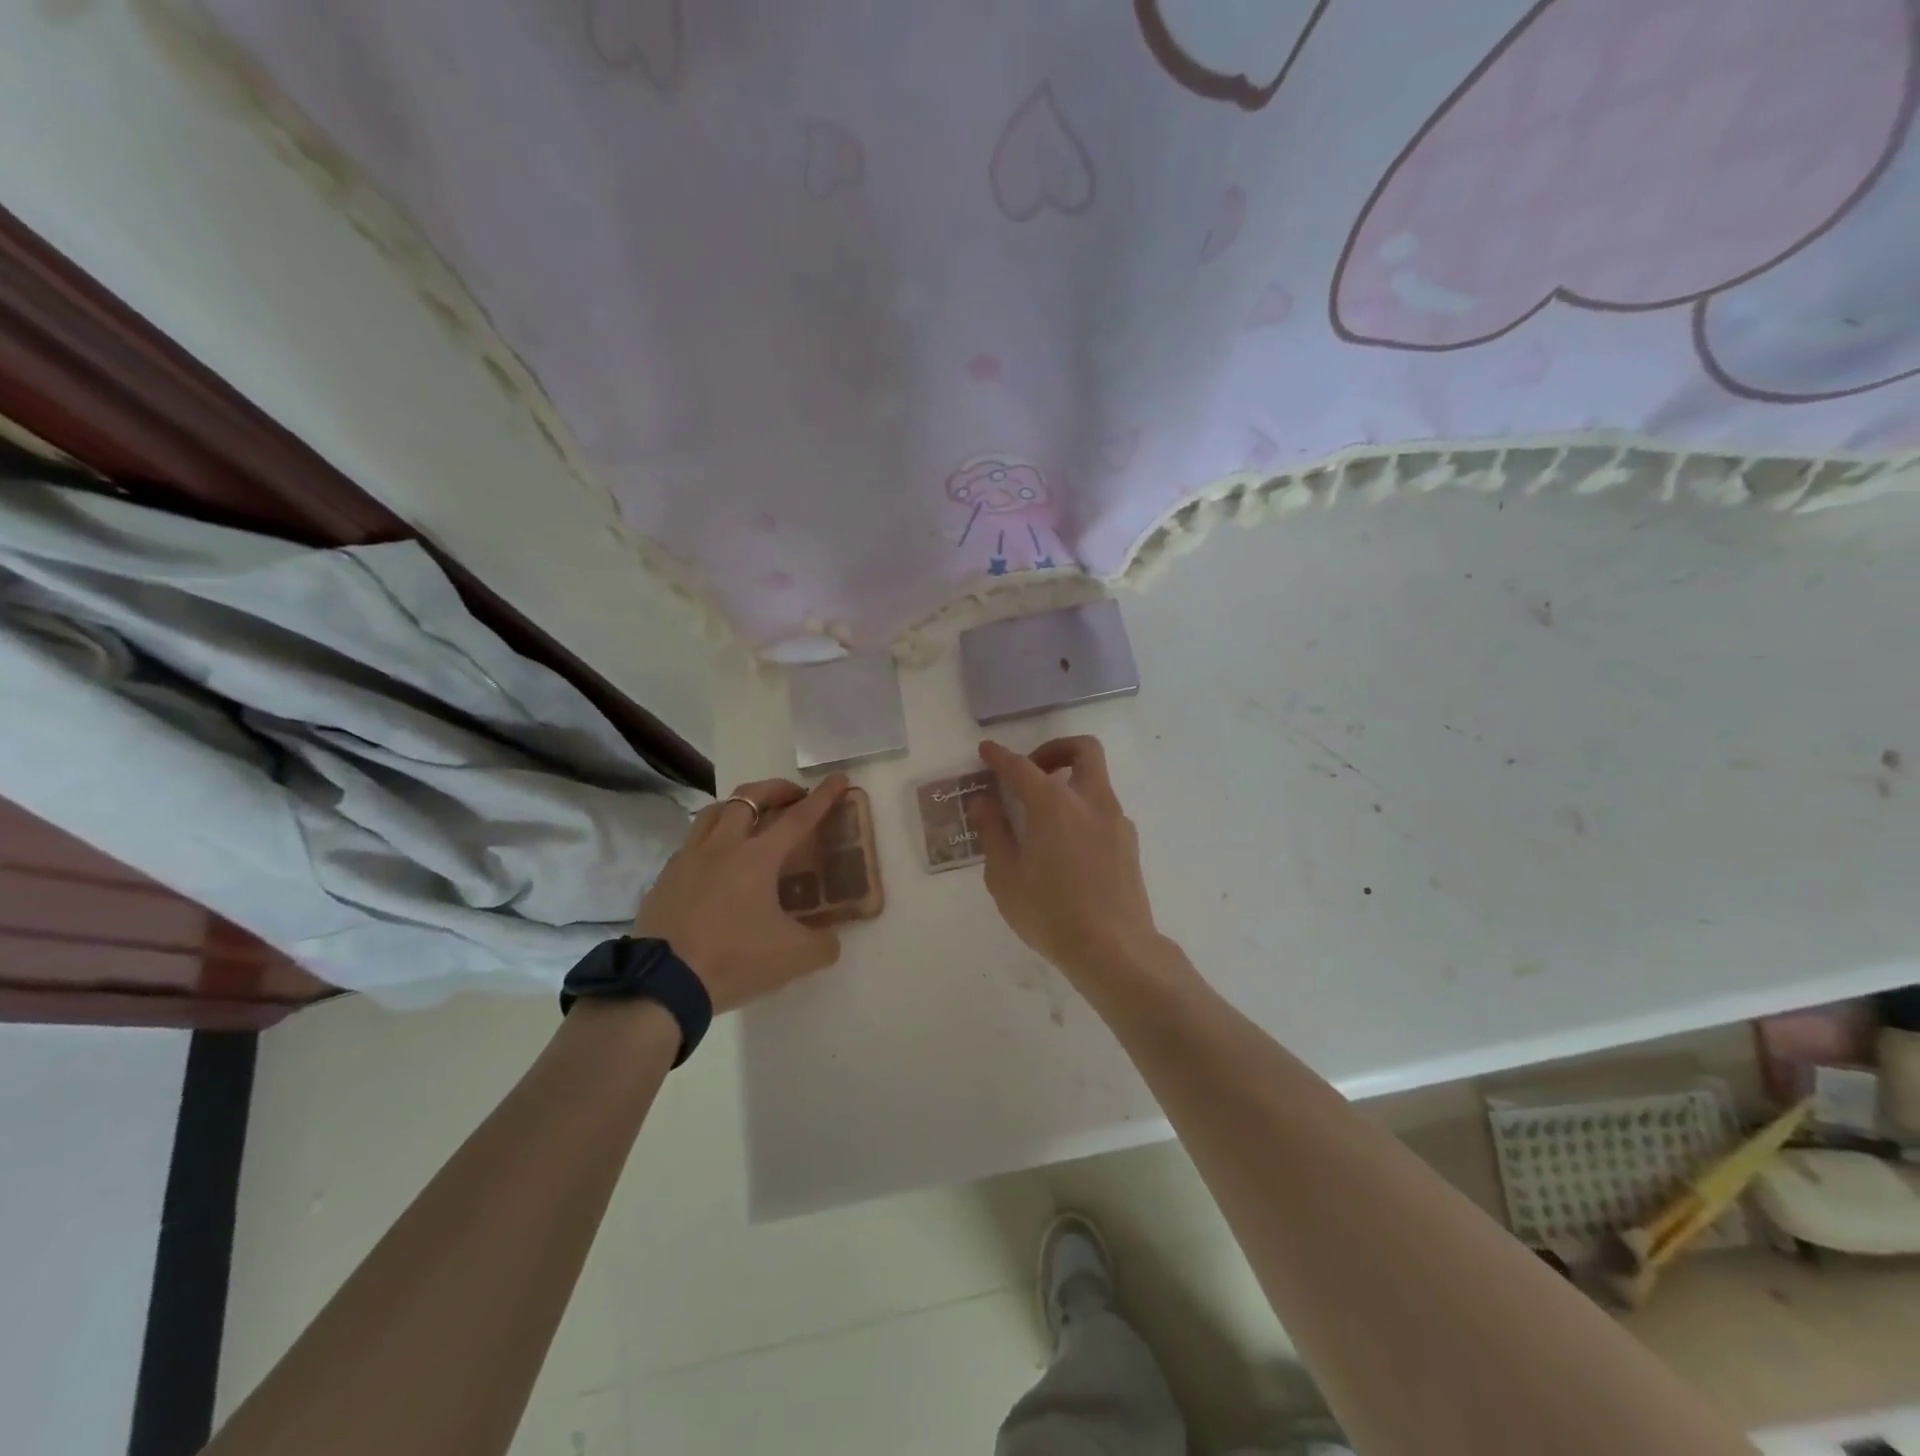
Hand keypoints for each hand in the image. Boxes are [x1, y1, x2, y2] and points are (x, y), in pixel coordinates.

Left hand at [633, 774, 849, 1013]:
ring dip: (740, 806)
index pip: (798, 818)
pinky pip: (692, 842)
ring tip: (753, 819)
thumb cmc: (733, 961)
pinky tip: (717, 861)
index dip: (822, 797)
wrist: (661, 986)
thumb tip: (830, 939)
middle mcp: (723, 846)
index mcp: (757, 857)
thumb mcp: (793, 958)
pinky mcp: (665, 878)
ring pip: (715, 811)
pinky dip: (712, 838)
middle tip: (793, 797)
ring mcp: (688, 859)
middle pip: (750, 797)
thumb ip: (822, 944)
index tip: (838, 778)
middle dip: (776, 789)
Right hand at [972, 736, 1159, 981]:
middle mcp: (1090, 801)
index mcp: (1053, 804)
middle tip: (1032, 772)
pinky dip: (1083, 811)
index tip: (986, 750)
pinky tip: (1066, 847)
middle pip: (1083, 750)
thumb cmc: (1050, 913)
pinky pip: (1104, 810)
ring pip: (1097, 780)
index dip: (1000, 756)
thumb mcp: (1005, 876)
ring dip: (1070, 782)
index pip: (1021, 767)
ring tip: (1043, 818)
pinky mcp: (1130, 843)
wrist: (1115, 949)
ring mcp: (1116, 820)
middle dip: (1055, 749)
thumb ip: (993, 831)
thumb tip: (983, 801)